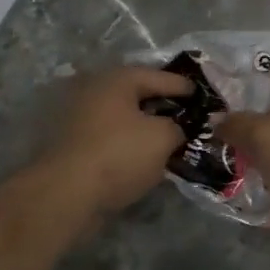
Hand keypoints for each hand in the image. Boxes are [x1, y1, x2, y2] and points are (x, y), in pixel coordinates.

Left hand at [36, 67, 191, 215]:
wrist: (66, 193)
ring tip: (169, 139)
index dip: (184, 87)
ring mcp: (79, 116)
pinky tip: (143, 157)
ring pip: (122, 117)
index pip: (159, 76)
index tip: (202, 96)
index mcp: (117, 79)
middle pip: (137, 94)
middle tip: (186, 116)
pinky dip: (127, 142)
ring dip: (144, 126)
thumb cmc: (119, 154)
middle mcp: (94, 90)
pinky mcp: (72, 143)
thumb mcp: (162, 138)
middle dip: (162, 105)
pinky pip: (109, 136)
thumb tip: (176, 129)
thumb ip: (178, 127)